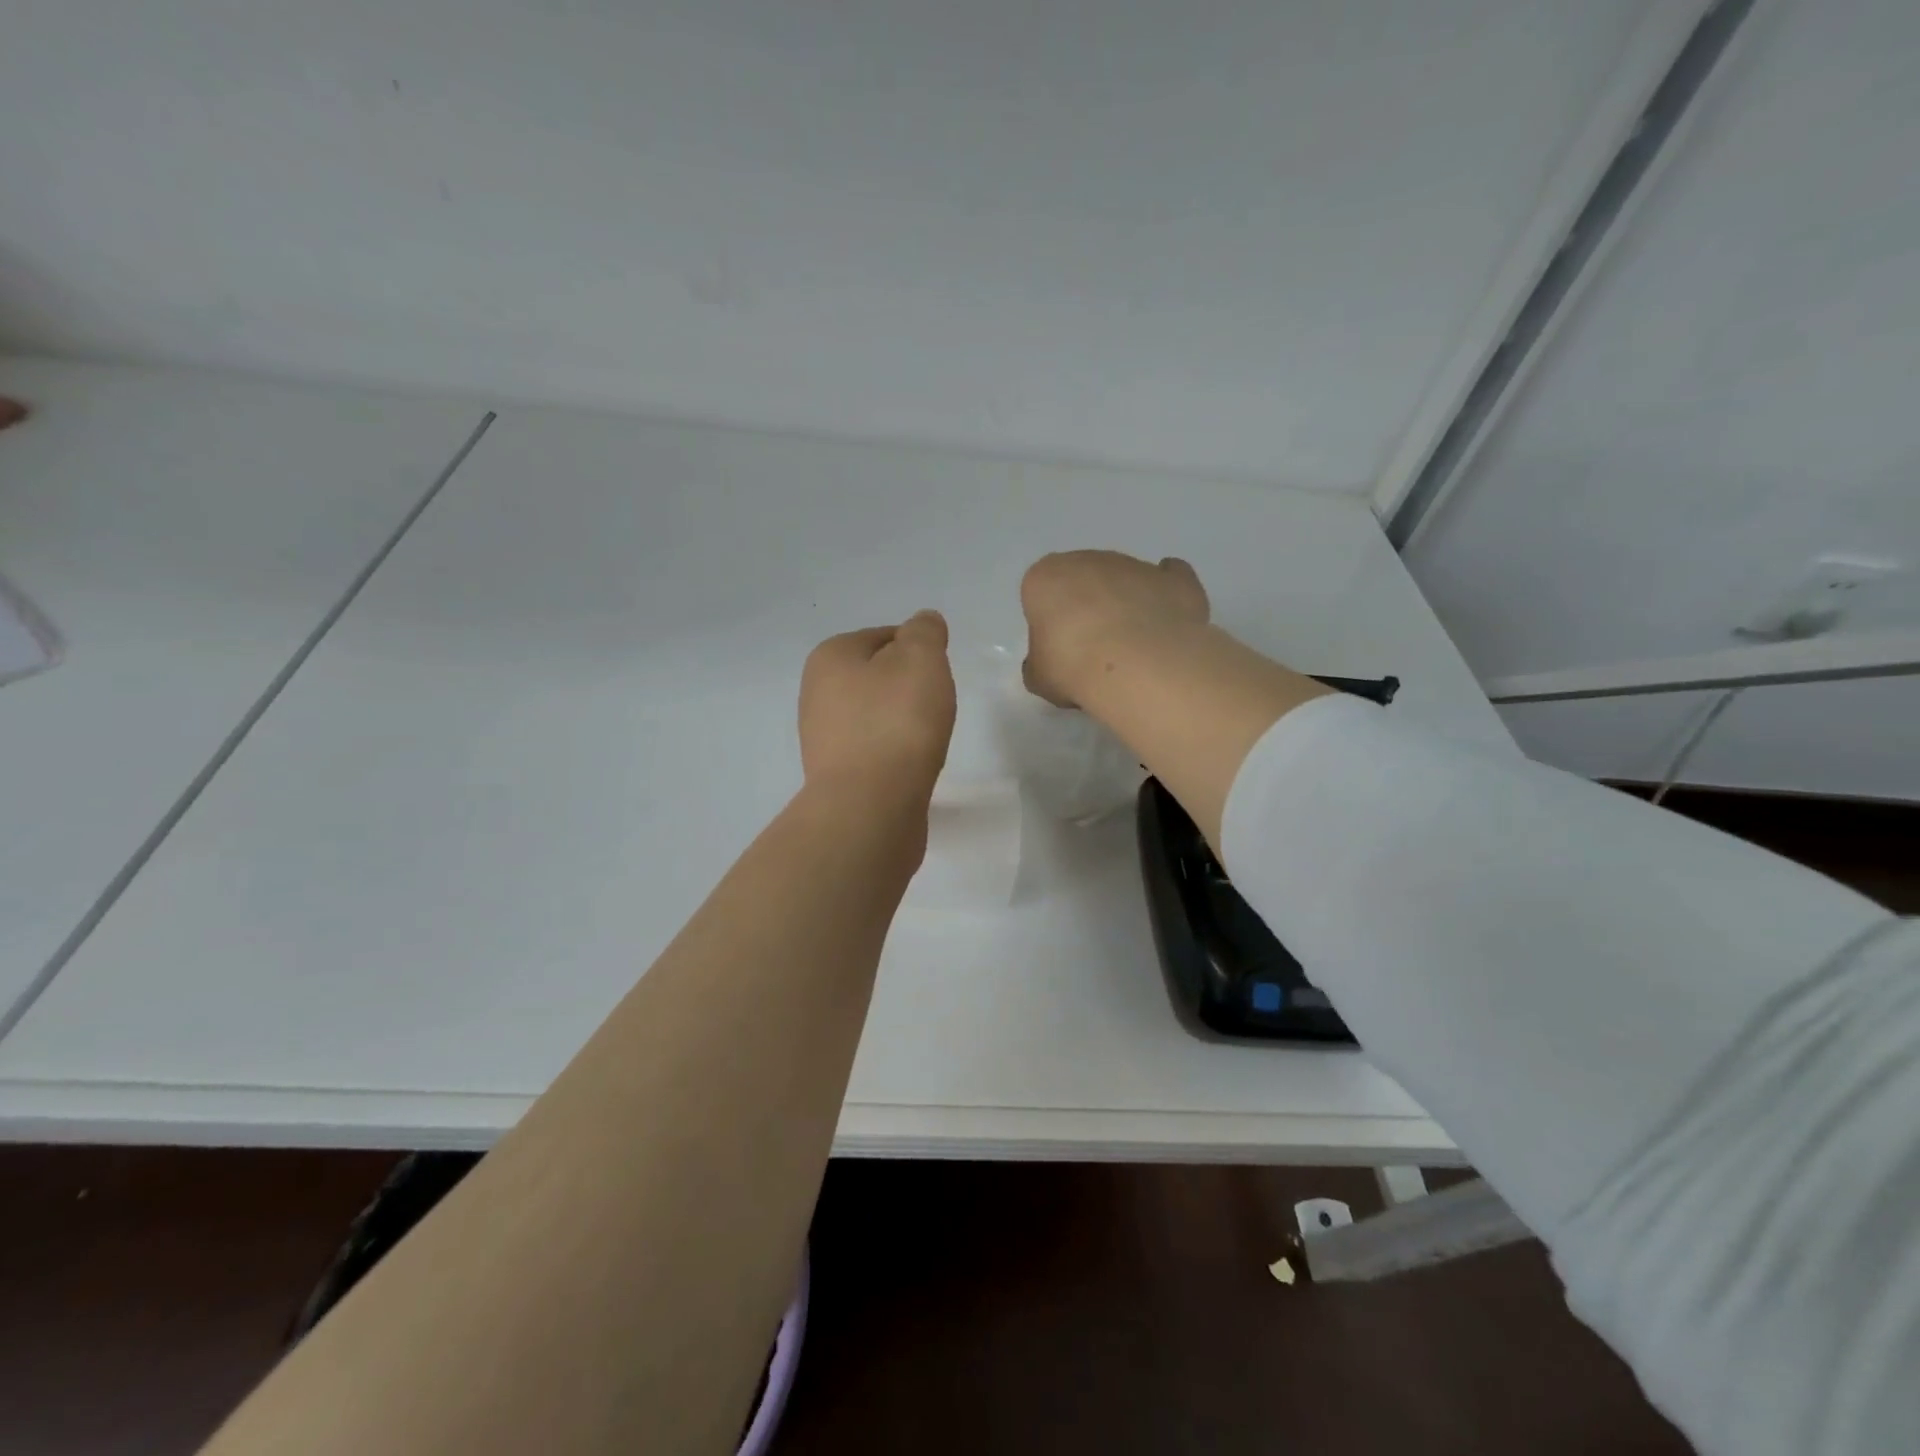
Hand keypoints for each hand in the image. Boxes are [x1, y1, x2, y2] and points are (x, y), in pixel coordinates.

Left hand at [798, 611, 955, 802]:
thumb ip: (925, 632)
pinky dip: (895, 752)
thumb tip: (923, 623)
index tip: (937, 676)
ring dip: (902, 722)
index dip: (919, 651)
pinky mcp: (837, 775)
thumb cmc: (897, 722)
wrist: (870, 806)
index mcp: (830, 656)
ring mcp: (823, 737)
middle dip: (909, 688)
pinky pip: (874, 749)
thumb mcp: (921, 659)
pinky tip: (911, 765)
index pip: (885, 636)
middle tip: (934, 707)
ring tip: (925, 739)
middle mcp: (816, 693)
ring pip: (876, 714)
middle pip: (878, 676)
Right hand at [1020, 551, 1209, 707]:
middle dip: (1088, 608)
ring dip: (1126, 605)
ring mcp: (1135, 565)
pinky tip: (1166, 620)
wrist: (1138, 665)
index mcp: (1046, 577)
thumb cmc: (1073, 666)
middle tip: (1093, 650)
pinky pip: (1169, 579)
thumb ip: (1039, 665)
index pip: (1042, 593)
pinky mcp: (1175, 579)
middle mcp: (1089, 560)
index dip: (1050, 624)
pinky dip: (1167, 593)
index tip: (1058, 651)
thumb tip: (1047, 665)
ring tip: (1133, 650)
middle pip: (1084, 581)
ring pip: (1125, 581)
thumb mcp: (1039, 678)